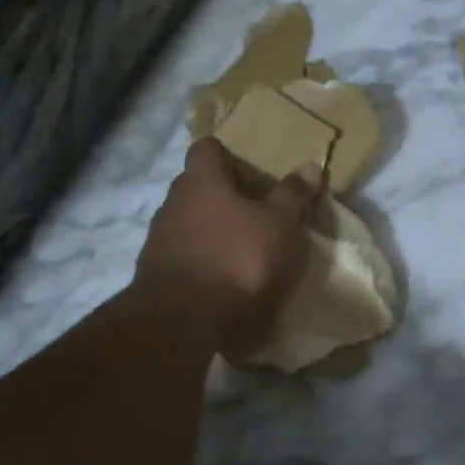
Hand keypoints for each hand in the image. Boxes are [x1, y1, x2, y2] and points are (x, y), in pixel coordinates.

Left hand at [135, 139, 321, 351]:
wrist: (183, 316)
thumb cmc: (236, 256)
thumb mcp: (278, 224)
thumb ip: (292, 195)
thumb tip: (311, 165)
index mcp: (202, 179)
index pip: (206, 148)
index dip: (226, 153)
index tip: (247, 167)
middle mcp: (174, 200)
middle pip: (196, 184)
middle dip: (221, 192)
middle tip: (252, 207)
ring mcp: (159, 236)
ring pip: (187, 218)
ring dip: (209, 226)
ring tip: (239, 243)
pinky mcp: (154, 270)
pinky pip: (181, 251)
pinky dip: (200, 255)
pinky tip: (220, 273)